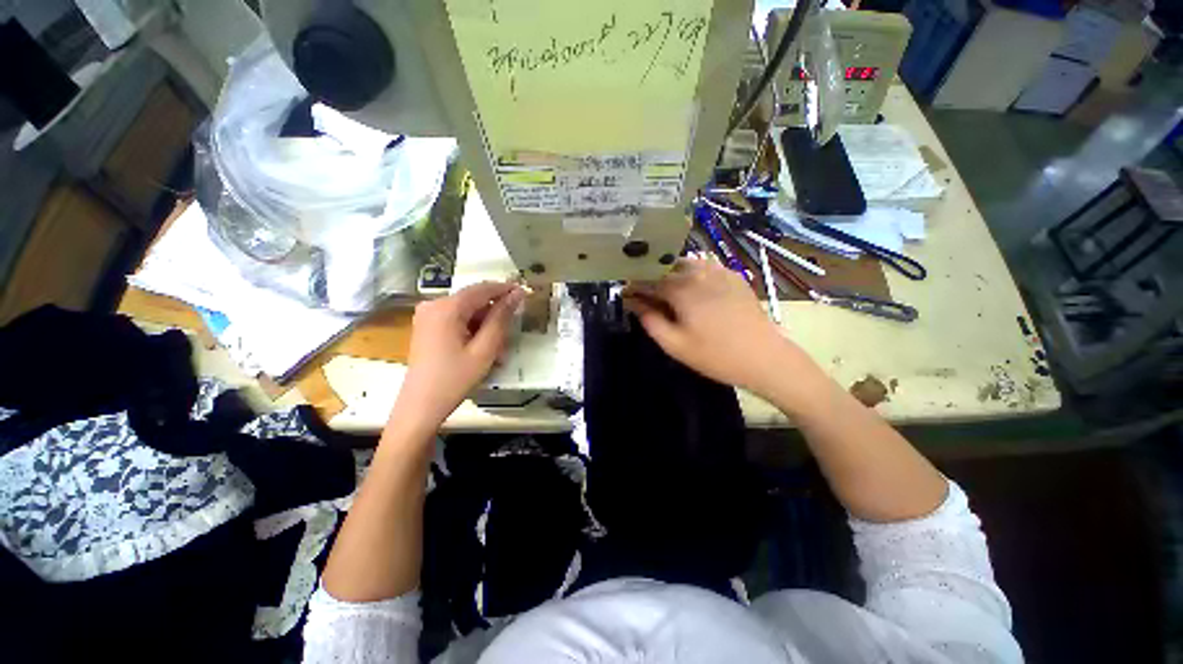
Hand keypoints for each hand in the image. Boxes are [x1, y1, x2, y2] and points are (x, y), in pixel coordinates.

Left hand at [393, 282, 524, 429]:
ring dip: (485, 325)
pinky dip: (473, 330)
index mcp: (446, 308)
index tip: (525, 293)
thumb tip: (516, 294)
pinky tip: (482, 349)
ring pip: (467, 311)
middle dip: (495, 313)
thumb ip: (501, 318)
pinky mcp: (427, 327)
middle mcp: (434, 305)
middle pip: (473, 300)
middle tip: (511, 332)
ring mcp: (428, 316)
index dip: (505, 289)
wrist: (420, 407)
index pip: (482, 288)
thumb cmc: (454, 379)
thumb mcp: (485, 349)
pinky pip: (457, 320)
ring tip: (498, 349)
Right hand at [624, 257, 793, 393]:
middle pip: (666, 267)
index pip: (649, 280)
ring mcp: (719, 272)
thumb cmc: (716, 355)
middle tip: (644, 294)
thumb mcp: (675, 345)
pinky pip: (705, 266)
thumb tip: (632, 303)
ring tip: (665, 290)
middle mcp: (699, 273)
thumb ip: (650, 320)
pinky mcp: (733, 276)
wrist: (764, 357)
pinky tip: (692, 287)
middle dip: (651, 277)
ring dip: (670, 273)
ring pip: (686, 263)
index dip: (634, 286)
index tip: (624, 294)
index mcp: (682, 289)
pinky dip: (691, 272)